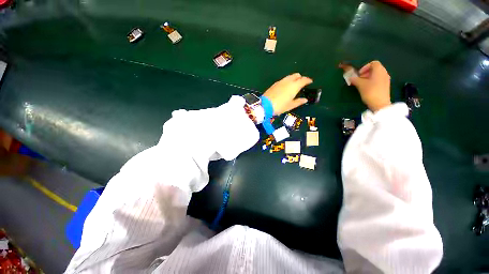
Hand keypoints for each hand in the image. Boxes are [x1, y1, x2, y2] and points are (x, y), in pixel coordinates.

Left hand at [263, 73, 312, 114]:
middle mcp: (288, 81)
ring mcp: (280, 81)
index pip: (303, 80)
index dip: (308, 80)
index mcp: (294, 86)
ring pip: (289, 76)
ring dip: (293, 78)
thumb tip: (305, 100)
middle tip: (301, 83)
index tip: (310, 82)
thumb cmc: (279, 106)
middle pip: (296, 75)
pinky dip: (287, 81)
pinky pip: (283, 80)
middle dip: (300, 78)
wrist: (265, 105)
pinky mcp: (274, 84)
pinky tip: (285, 87)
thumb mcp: (290, 106)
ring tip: (293, 85)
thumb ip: (298, 102)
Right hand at [349, 61, 391, 111]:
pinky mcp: (385, 86)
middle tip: (358, 79)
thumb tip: (350, 77)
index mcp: (379, 70)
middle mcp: (384, 73)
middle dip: (365, 72)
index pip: (373, 63)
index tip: (359, 74)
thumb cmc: (370, 92)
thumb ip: (355, 79)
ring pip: (376, 75)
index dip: (365, 67)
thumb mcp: (360, 85)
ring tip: (361, 84)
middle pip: (375, 69)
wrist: (380, 104)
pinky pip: (378, 80)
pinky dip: (371, 81)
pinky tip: (366, 88)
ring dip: (368, 77)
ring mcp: (385, 80)